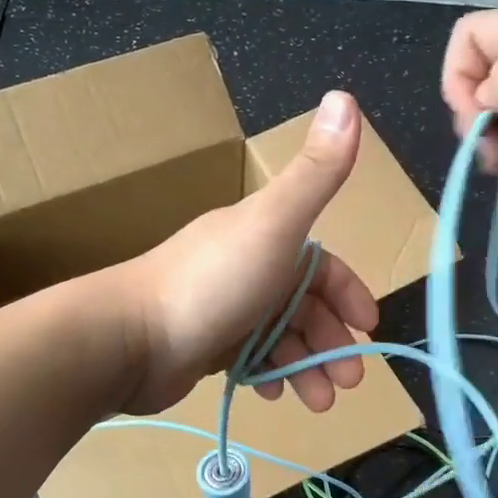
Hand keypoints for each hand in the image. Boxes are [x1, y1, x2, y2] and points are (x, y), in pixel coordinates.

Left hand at [114, 92, 380, 416]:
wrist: (128, 338)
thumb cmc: (211, 283)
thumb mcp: (274, 224)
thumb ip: (316, 173)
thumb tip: (346, 95)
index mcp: (264, 236)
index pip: (322, 264)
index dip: (349, 292)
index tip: (368, 327)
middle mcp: (245, 267)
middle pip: (304, 305)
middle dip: (332, 341)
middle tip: (349, 380)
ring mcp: (223, 308)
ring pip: (281, 337)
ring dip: (306, 366)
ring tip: (319, 401)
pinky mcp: (204, 346)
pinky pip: (250, 359)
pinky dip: (269, 374)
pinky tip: (274, 393)